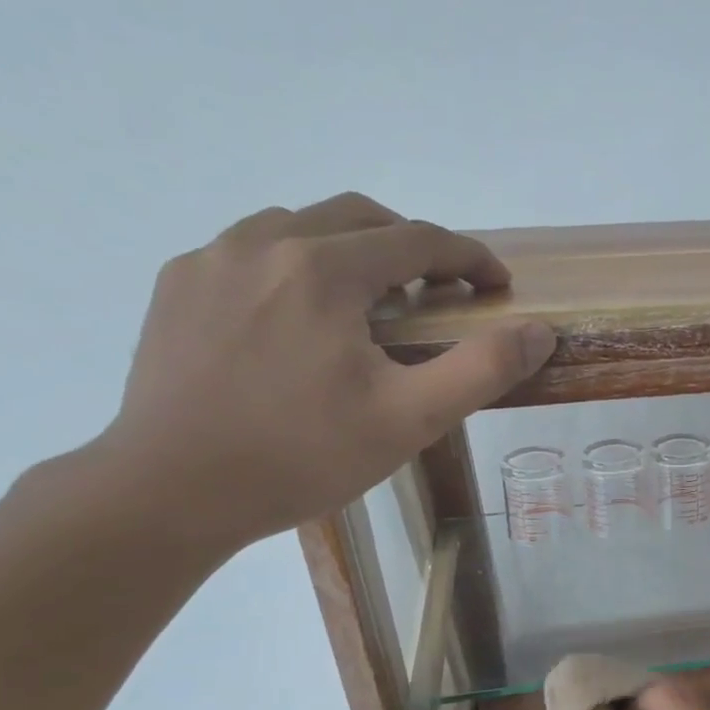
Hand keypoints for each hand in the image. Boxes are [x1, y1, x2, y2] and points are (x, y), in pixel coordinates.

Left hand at [93, 194, 553, 551]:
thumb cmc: (302, 456)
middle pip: (359, 217)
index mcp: (323, 269)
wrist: (170, 491)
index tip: (497, 286)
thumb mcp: (410, 418)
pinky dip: (296, 266)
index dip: (470, 258)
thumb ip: (482, 368)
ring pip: (301, 226)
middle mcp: (263, 242)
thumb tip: (538, 330)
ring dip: (351, 250)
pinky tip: (300, 318)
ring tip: (369, 305)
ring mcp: (210, 259)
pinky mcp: (176, 285)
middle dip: (412, 246)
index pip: (418, 240)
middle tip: (439, 293)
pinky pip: (251, 250)